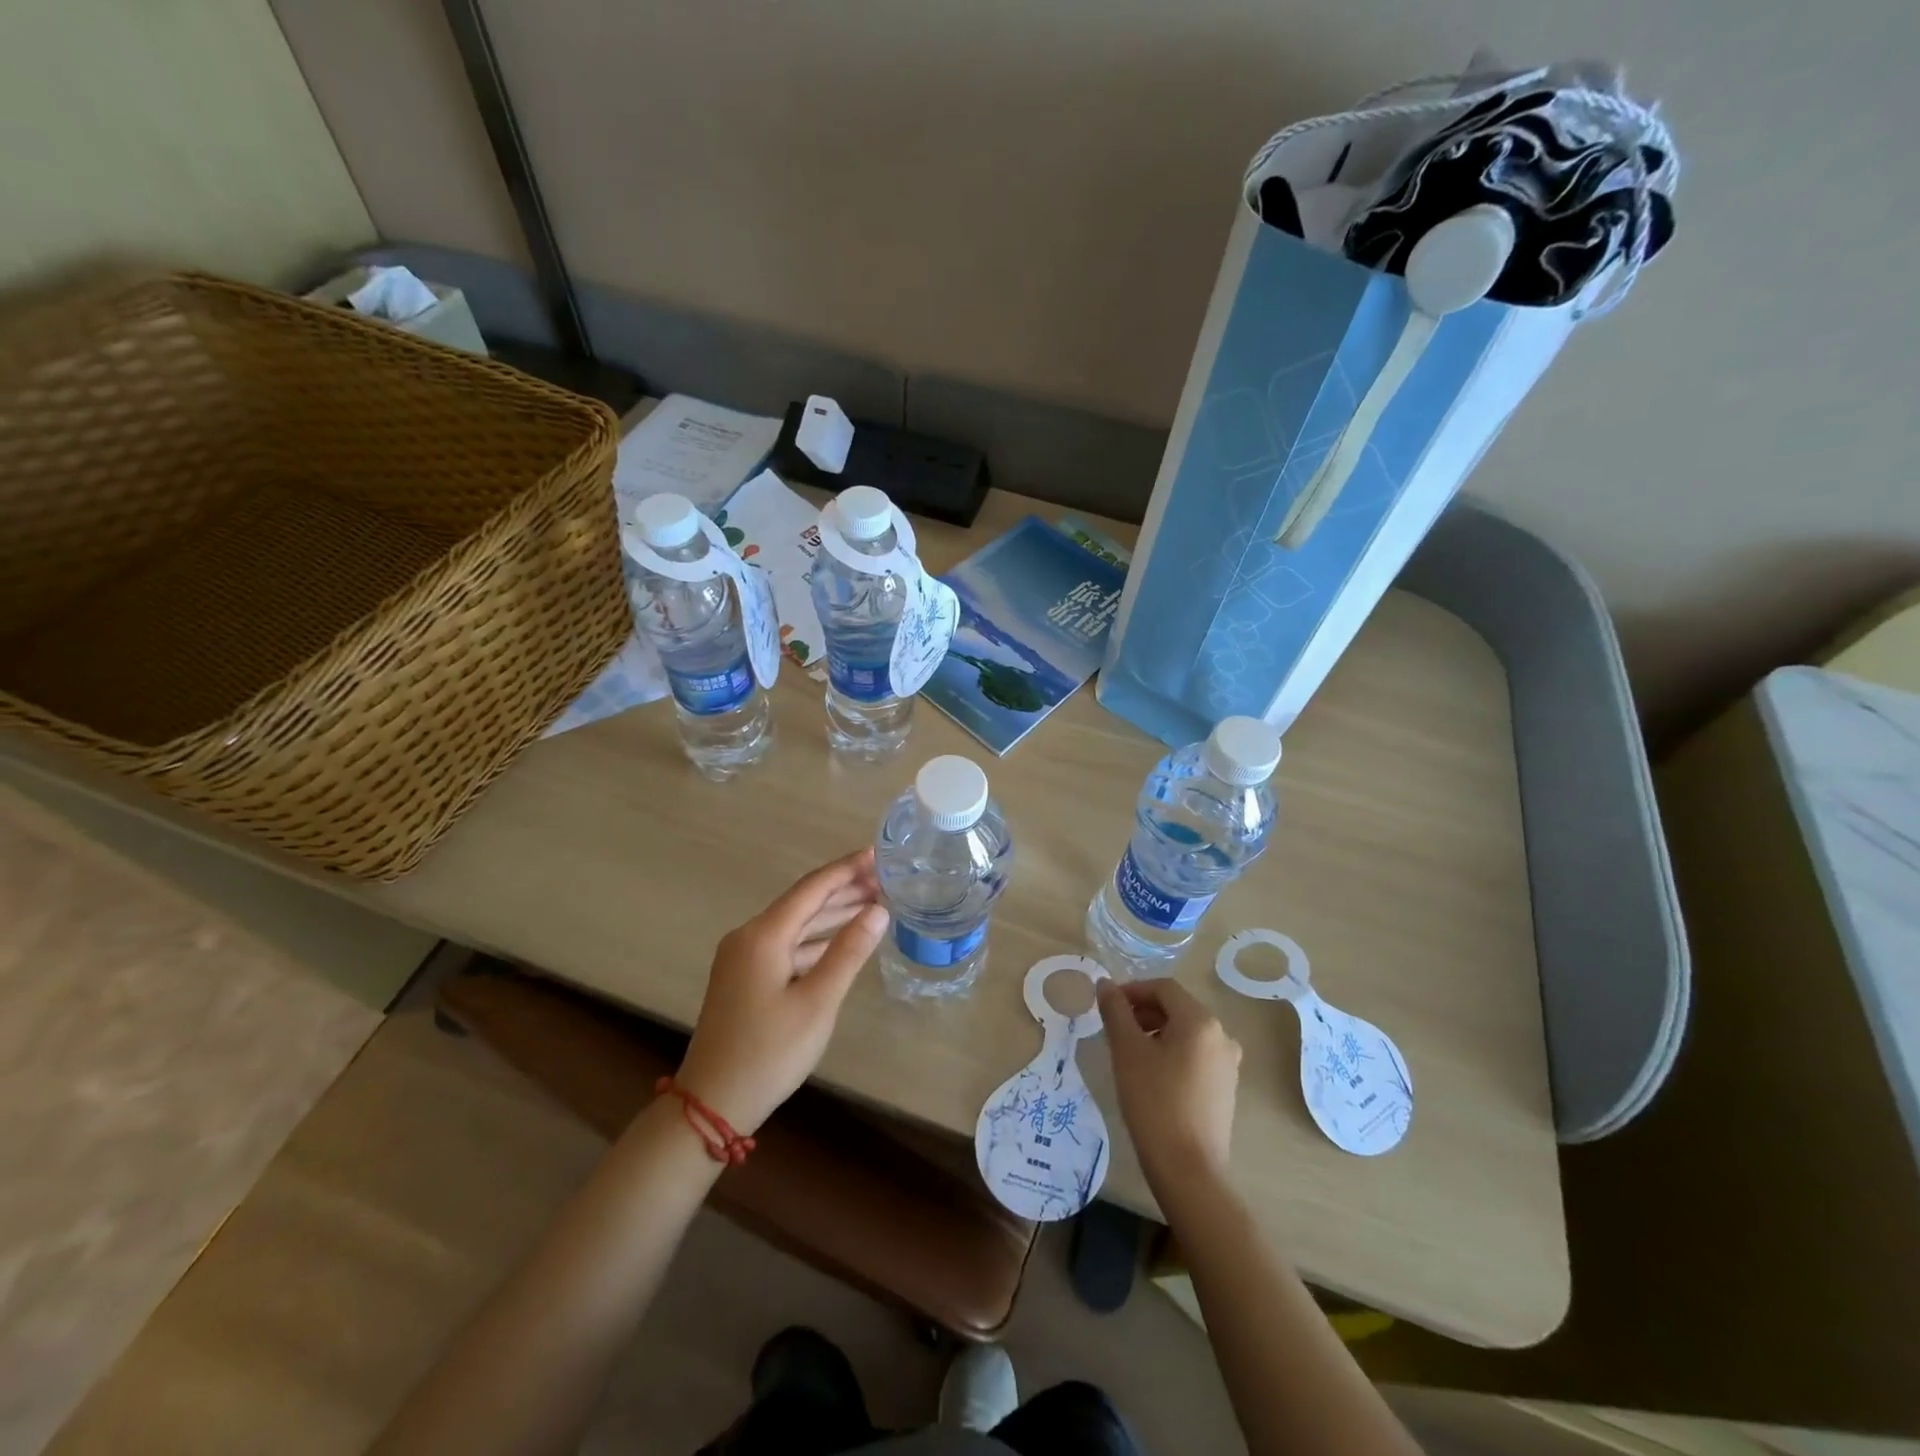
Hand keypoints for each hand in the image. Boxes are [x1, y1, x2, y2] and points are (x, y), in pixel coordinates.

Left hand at [676, 849, 889, 1133]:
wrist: (712, 1103)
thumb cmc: (770, 1052)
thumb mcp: (817, 1002)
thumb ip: (848, 951)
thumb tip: (878, 910)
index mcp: (763, 935)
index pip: (812, 888)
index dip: (846, 869)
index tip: (878, 854)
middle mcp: (749, 937)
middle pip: (803, 902)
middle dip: (844, 889)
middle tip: (885, 879)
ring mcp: (744, 958)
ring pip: (796, 925)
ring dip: (832, 914)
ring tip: (874, 903)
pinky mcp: (746, 978)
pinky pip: (787, 945)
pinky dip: (817, 939)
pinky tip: (842, 940)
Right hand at [1098, 978, 1241, 1188]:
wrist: (1189, 1170)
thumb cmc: (1154, 1102)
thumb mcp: (1127, 1051)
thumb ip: (1115, 1011)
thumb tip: (1105, 983)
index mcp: (1200, 1021)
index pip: (1163, 988)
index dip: (1133, 990)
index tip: (1108, 1006)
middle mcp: (1221, 1036)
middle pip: (1177, 1008)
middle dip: (1143, 1012)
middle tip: (1115, 1029)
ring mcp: (1227, 1064)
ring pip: (1186, 1033)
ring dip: (1156, 1032)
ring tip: (1129, 1053)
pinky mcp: (1225, 1088)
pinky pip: (1195, 1056)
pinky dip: (1172, 1053)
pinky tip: (1152, 1076)